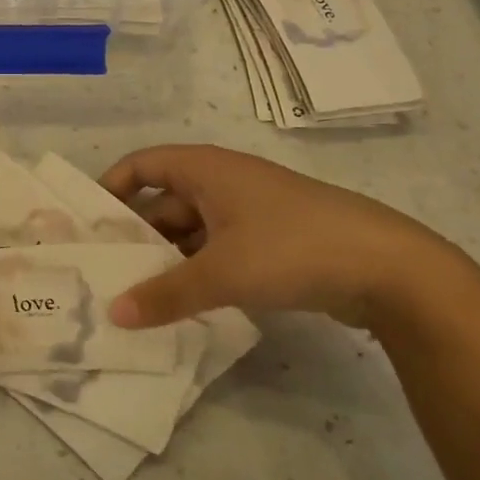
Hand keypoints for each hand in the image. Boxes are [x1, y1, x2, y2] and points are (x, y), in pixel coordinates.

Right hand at [98, 145, 459, 330]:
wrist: (390, 268)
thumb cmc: (292, 248)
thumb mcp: (221, 273)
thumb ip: (165, 294)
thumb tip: (113, 314)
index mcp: (205, 169)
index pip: (142, 165)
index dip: (112, 187)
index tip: (89, 224)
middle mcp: (222, 182)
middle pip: (164, 201)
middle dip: (136, 234)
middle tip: (105, 271)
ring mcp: (249, 213)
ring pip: (192, 230)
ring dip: (167, 258)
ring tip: (136, 294)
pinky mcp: (271, 242)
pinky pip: (218, 250)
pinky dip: (197, 270)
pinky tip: (183, 303)